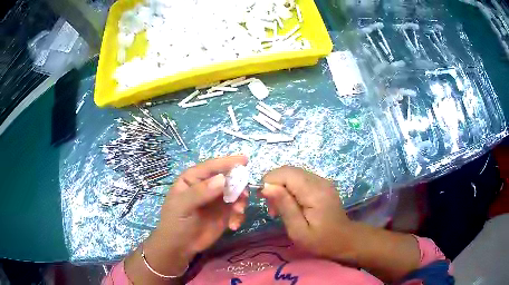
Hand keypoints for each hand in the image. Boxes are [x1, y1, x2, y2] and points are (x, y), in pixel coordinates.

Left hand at [125, 155, 247, 283]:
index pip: (212, 167)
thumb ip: (201, 192)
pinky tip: (233, 226)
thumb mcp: (183, 206)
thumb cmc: (175, 222)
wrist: (180, 246)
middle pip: (228, 178)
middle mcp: (208, 186)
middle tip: (243, 196)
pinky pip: (238, 209)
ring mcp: (218, 200)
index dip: (228, 162)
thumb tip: (223, 179)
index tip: (245, 160)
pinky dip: (239, 216)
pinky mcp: (225, 214)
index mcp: (194, 178)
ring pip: (236, 193)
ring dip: (241, 202)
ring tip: (238, 213)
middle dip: (239, 185)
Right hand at [261, 166, 355, 260]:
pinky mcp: (322, 184)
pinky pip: (300, 178)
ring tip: (281, 208)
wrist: (344, 239)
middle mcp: (319, 180)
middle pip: (288, 171)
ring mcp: (322, 180)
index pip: (285, 173)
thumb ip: (284, 206)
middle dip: (274, 185)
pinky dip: (290, 188)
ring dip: (281, 187)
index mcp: (314, 191)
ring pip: (293, 173)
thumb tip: (266, 187)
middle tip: (273, 208)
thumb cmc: (320, 240)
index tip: (264, 201)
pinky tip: (291, 204)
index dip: (270, 183)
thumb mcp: (298, 230)